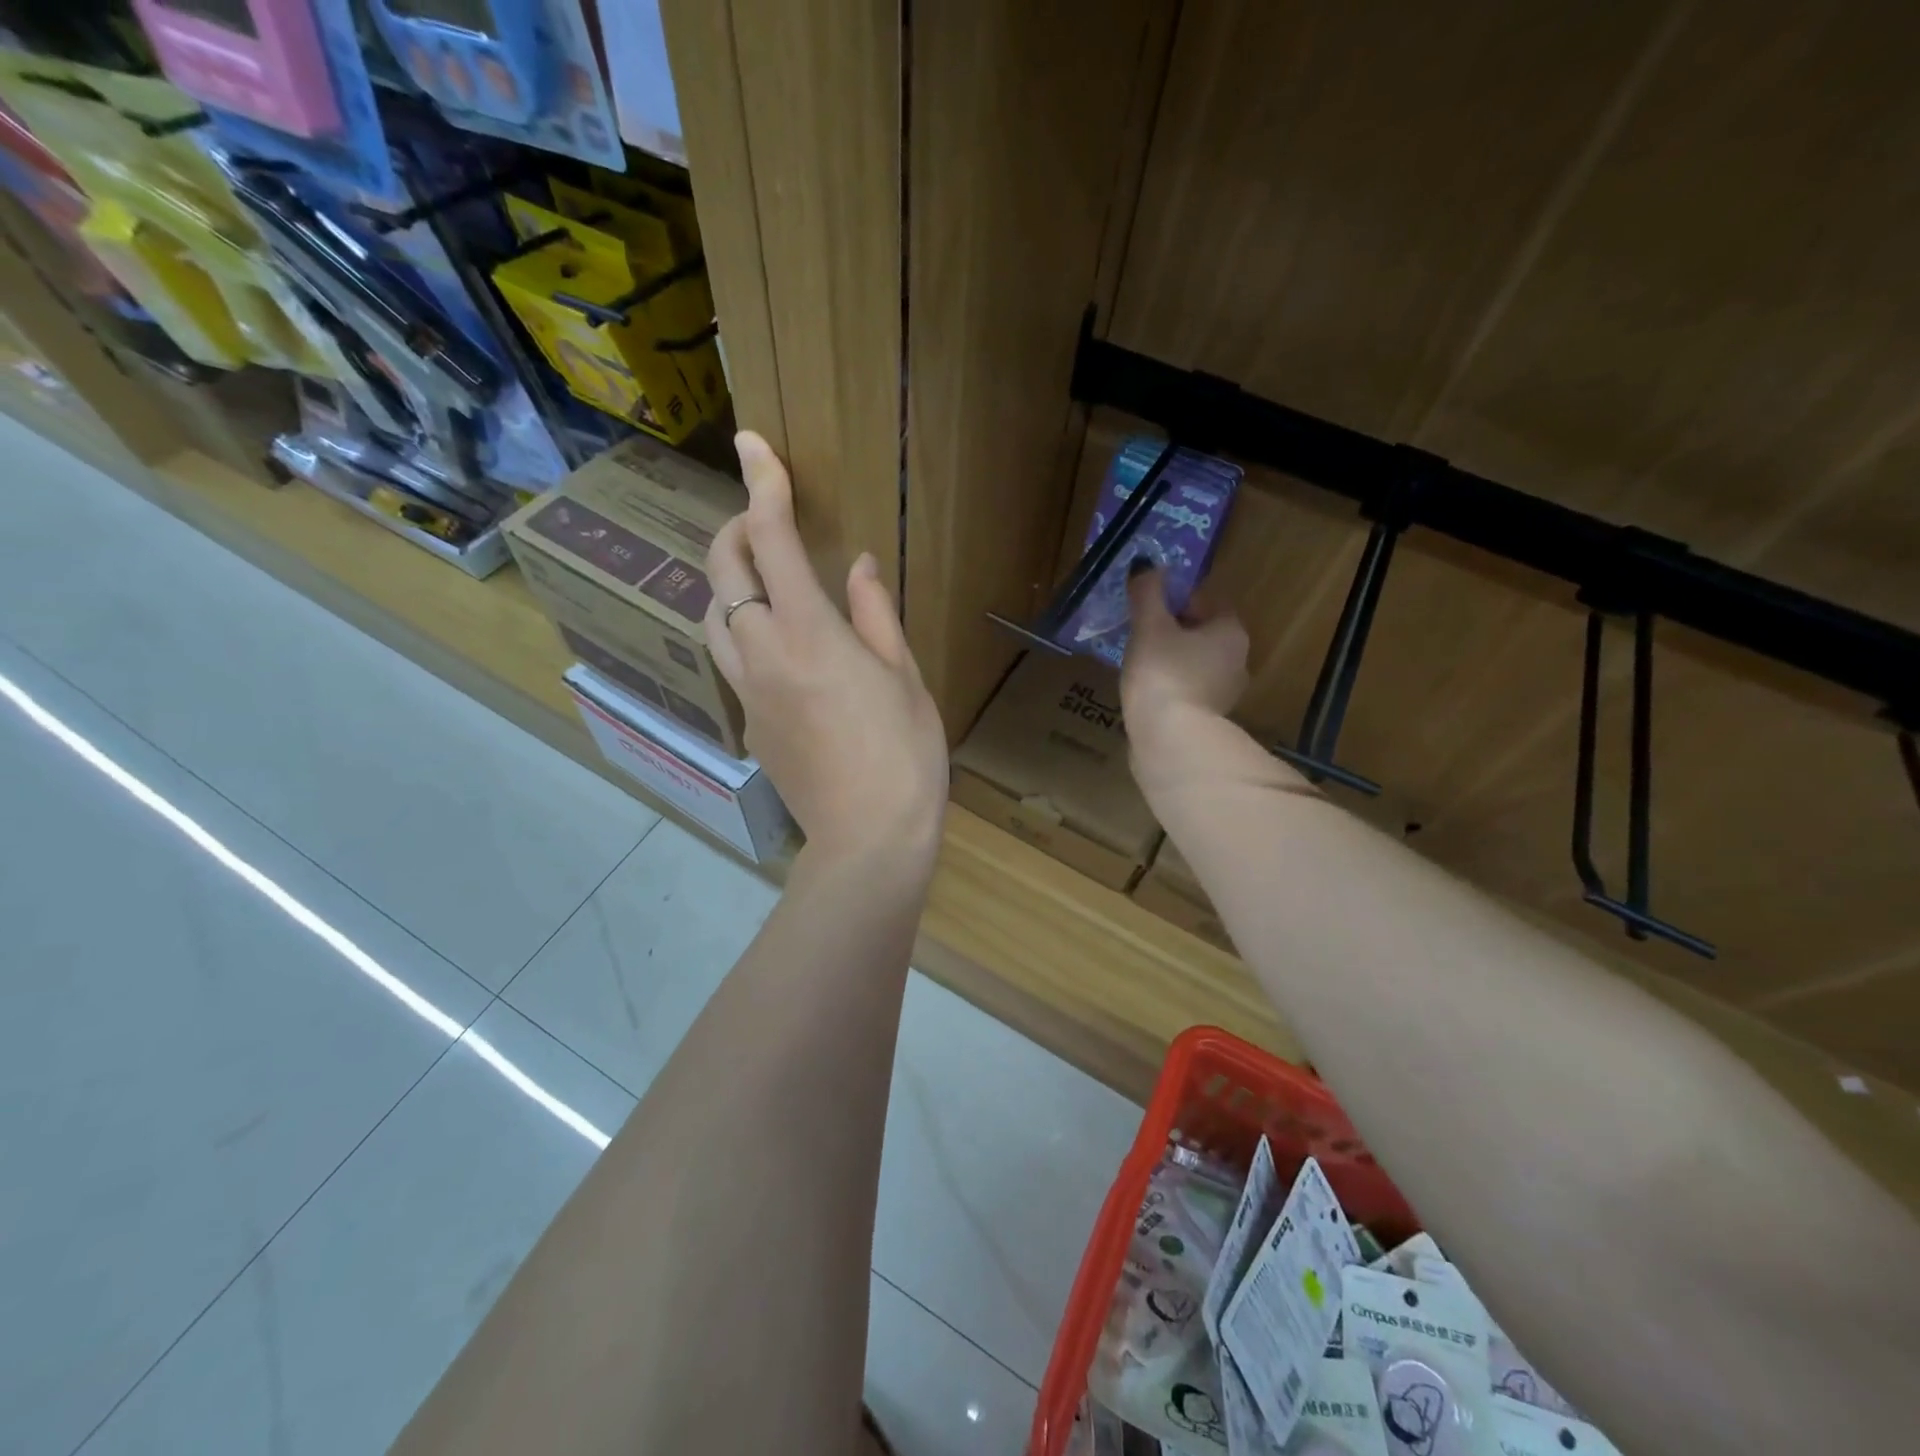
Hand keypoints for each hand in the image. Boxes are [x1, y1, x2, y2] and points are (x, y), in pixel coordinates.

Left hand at [705, 433, 947, 867]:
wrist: (869, 836)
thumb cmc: (904, 753)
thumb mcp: (904, 676)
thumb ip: (875, 613)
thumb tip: (859, 565)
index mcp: (810, 633)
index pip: (772, 541)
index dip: (763, 486)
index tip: (753, 446)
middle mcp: (763, 654)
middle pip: (723, 573)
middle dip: (735, 533)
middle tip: (762, 521)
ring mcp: (747, 693)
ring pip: (713, 619)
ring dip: (728, 586)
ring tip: (762, 582)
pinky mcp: (748, 725)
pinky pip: (732, 663)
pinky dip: (745, 636)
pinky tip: (781, 652)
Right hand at [1121, 564, 1249, 779]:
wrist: (1170, 741)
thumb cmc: (1163, 674)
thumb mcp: (1149, 627)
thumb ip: (1148, 593)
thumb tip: (1146, 564)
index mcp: (1230, 632)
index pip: (1210, 601)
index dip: (1180, 598)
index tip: (1152, 604)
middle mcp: (1238, 661)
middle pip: (1205, 634)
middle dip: (1176, 631)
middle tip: (1142, 633)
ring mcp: (1226, 695)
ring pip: (1198, 665)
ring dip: (1174, 661)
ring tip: (1141, 665)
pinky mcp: (1209, 721)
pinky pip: (1190, 692)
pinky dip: (1173, 687)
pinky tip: (1149, 693)